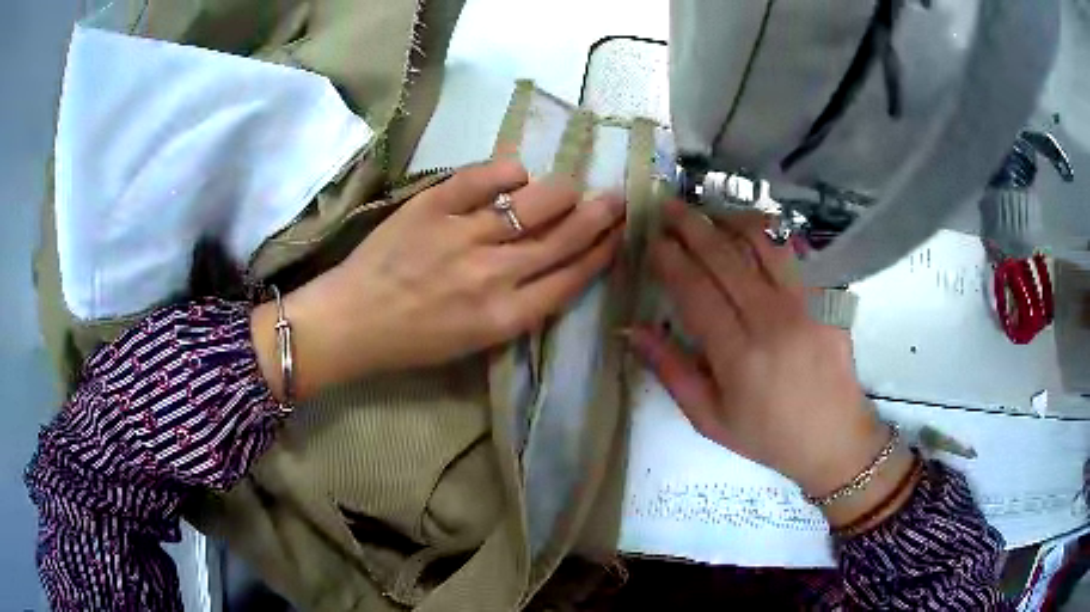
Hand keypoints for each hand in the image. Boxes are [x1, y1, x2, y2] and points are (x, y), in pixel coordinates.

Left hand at [253, 160, 624, 399]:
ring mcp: (462, 236)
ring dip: (563, 190)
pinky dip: (509, 171)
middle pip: (563, 237)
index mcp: (505, 318)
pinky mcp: (432, 207)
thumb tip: (554, 264)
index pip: (571, 276)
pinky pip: (484, 177)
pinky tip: (516, 175)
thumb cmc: (414, 340)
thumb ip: (520, 308)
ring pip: (534, 203)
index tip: (620, 233)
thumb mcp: (476, 342)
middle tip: (619, 197)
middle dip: (601, 215)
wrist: (352, 321)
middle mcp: (493, 275)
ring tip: (570, 186)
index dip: (603, 251)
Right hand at [627, 202, 909, 523]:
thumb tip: (633, 329)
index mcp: (738, 356)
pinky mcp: (829, 298)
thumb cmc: (768, 436)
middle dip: (691, 225)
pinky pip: (797, 252)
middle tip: (668, 206)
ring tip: (709, 212)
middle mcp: (773, 320)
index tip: (651, 239)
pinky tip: (753, 230)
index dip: (669, 258)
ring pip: (764, 242)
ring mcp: (806, 304)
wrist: (834, 438)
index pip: (695, 290)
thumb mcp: (710, 418)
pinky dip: (771, 234)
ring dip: (731, 218)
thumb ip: (671, 371)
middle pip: (725, 256)